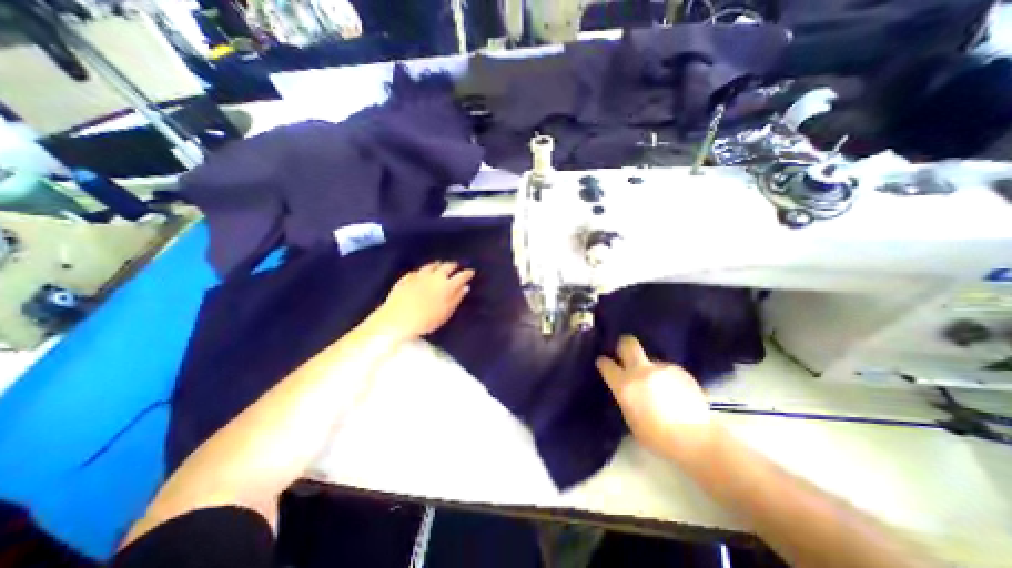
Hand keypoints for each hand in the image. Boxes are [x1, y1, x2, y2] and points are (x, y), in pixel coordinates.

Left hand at [372, 263, 476, 342]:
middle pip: (447, 266)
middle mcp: (434, 276)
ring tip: (441, 264)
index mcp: (447, 285)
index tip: (472, 272)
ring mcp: (419, 276)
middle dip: (454, 265)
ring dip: (438, 265)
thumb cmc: (426, 320)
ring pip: (431, 266)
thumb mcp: (446, 312)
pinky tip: (423, 273)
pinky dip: (424, 270)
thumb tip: (465, 287)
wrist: (397, 319)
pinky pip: (418, 271)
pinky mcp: (406, 278)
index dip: (467, 273)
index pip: (461, 276)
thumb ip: (457, 298)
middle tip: (457, 266)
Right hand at [594, 334, 713, 463]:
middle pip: (627, 343)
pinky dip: (667, 378)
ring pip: (650, 360)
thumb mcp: (630, 418)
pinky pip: (667, 369)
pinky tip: (675, 393)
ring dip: (650, 369)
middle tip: (624, 352)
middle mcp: (640, 370)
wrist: (695, 438)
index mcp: (624, 384)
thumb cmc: (656, 436)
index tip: (603, 363)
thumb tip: (626, 389)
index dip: (603, 362)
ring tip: (660, 386)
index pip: (606, 364)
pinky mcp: (679, 370)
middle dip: (623, 344)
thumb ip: (625, 397)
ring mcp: (661, 367)